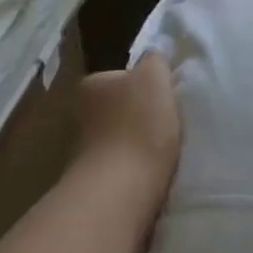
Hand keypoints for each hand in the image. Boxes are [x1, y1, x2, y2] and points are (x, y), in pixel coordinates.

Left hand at [74, 54, 181, 242]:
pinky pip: (124, 168)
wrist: (122, 192)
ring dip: (141, 144)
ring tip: (166, 151)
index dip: (149, 84)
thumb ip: (155, 60)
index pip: (124, 76)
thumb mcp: (154, 75)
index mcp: (92, 85)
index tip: (167, 96)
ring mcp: (85, 152)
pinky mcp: (97, 184)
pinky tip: (155, 173)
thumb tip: (154, 60)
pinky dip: (138, 169)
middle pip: (123, 108)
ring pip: (124, 139)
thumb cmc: (138, 125)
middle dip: (143, 115)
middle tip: (170, 122)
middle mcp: (81, 115)